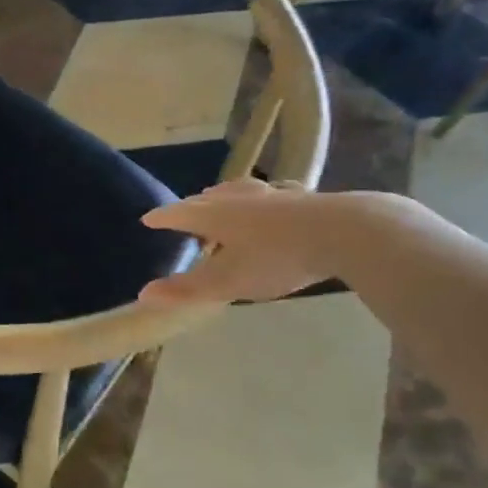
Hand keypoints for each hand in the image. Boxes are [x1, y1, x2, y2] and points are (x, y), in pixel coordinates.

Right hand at [138, 180, 343, 304]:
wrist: (344, 232)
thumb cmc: (277, 258)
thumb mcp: (228, 281)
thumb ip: (187, 290)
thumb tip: (143, 295)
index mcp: (217, 216)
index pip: (180, 213)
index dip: (163, 218)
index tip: (148, 220)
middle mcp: (241, 199)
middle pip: (209, 199)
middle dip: (193, 206)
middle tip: (184, 212)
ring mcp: (274, 196)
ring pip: (241, 192)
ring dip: (225, 197)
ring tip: (221, 199)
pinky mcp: (304, 199)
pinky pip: (272, 195)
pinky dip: (262, 200)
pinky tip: (274, 202)